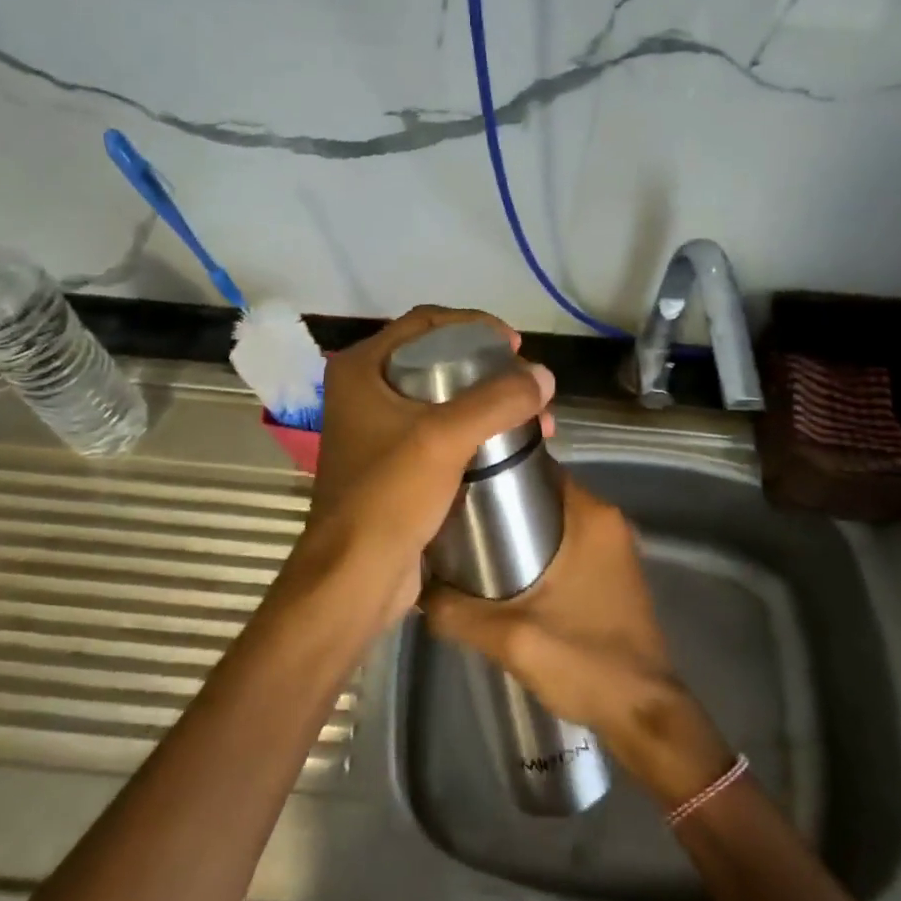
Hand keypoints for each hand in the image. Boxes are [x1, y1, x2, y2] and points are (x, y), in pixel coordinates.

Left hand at [282, 306, 554, 631]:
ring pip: (443, 400)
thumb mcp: (444, 438)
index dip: (474, 325)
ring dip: (489, 405)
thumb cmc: (389, 496)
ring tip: (534, 421)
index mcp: (361, 370)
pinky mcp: (394, 467)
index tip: (515, 345)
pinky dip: (476, 434)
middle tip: (528, 385)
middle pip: (436, 360)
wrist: (355, 577)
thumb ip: (497, 401)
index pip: (425, 323)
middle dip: (490, 371)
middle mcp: (364, 393)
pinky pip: (441, 435)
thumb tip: (545, 376)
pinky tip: (510, 447)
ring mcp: (377, 432)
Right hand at [420, 477, 732, 807]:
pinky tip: (506, 574)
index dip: (495, 472)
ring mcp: (615, 548)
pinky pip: (569, 543)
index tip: (457, 486)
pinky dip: (540, 549)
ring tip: (471, 547)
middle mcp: (607, 521)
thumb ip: (456, 612)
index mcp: (590, 516)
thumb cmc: (583, 661)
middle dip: (500, 504)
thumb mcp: (509, 637)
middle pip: (542, 494)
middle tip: (454, 521)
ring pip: (554, 520)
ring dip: (518, 529)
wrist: (643, 714)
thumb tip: (416, 591)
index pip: (535, 468)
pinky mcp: (614, 573)